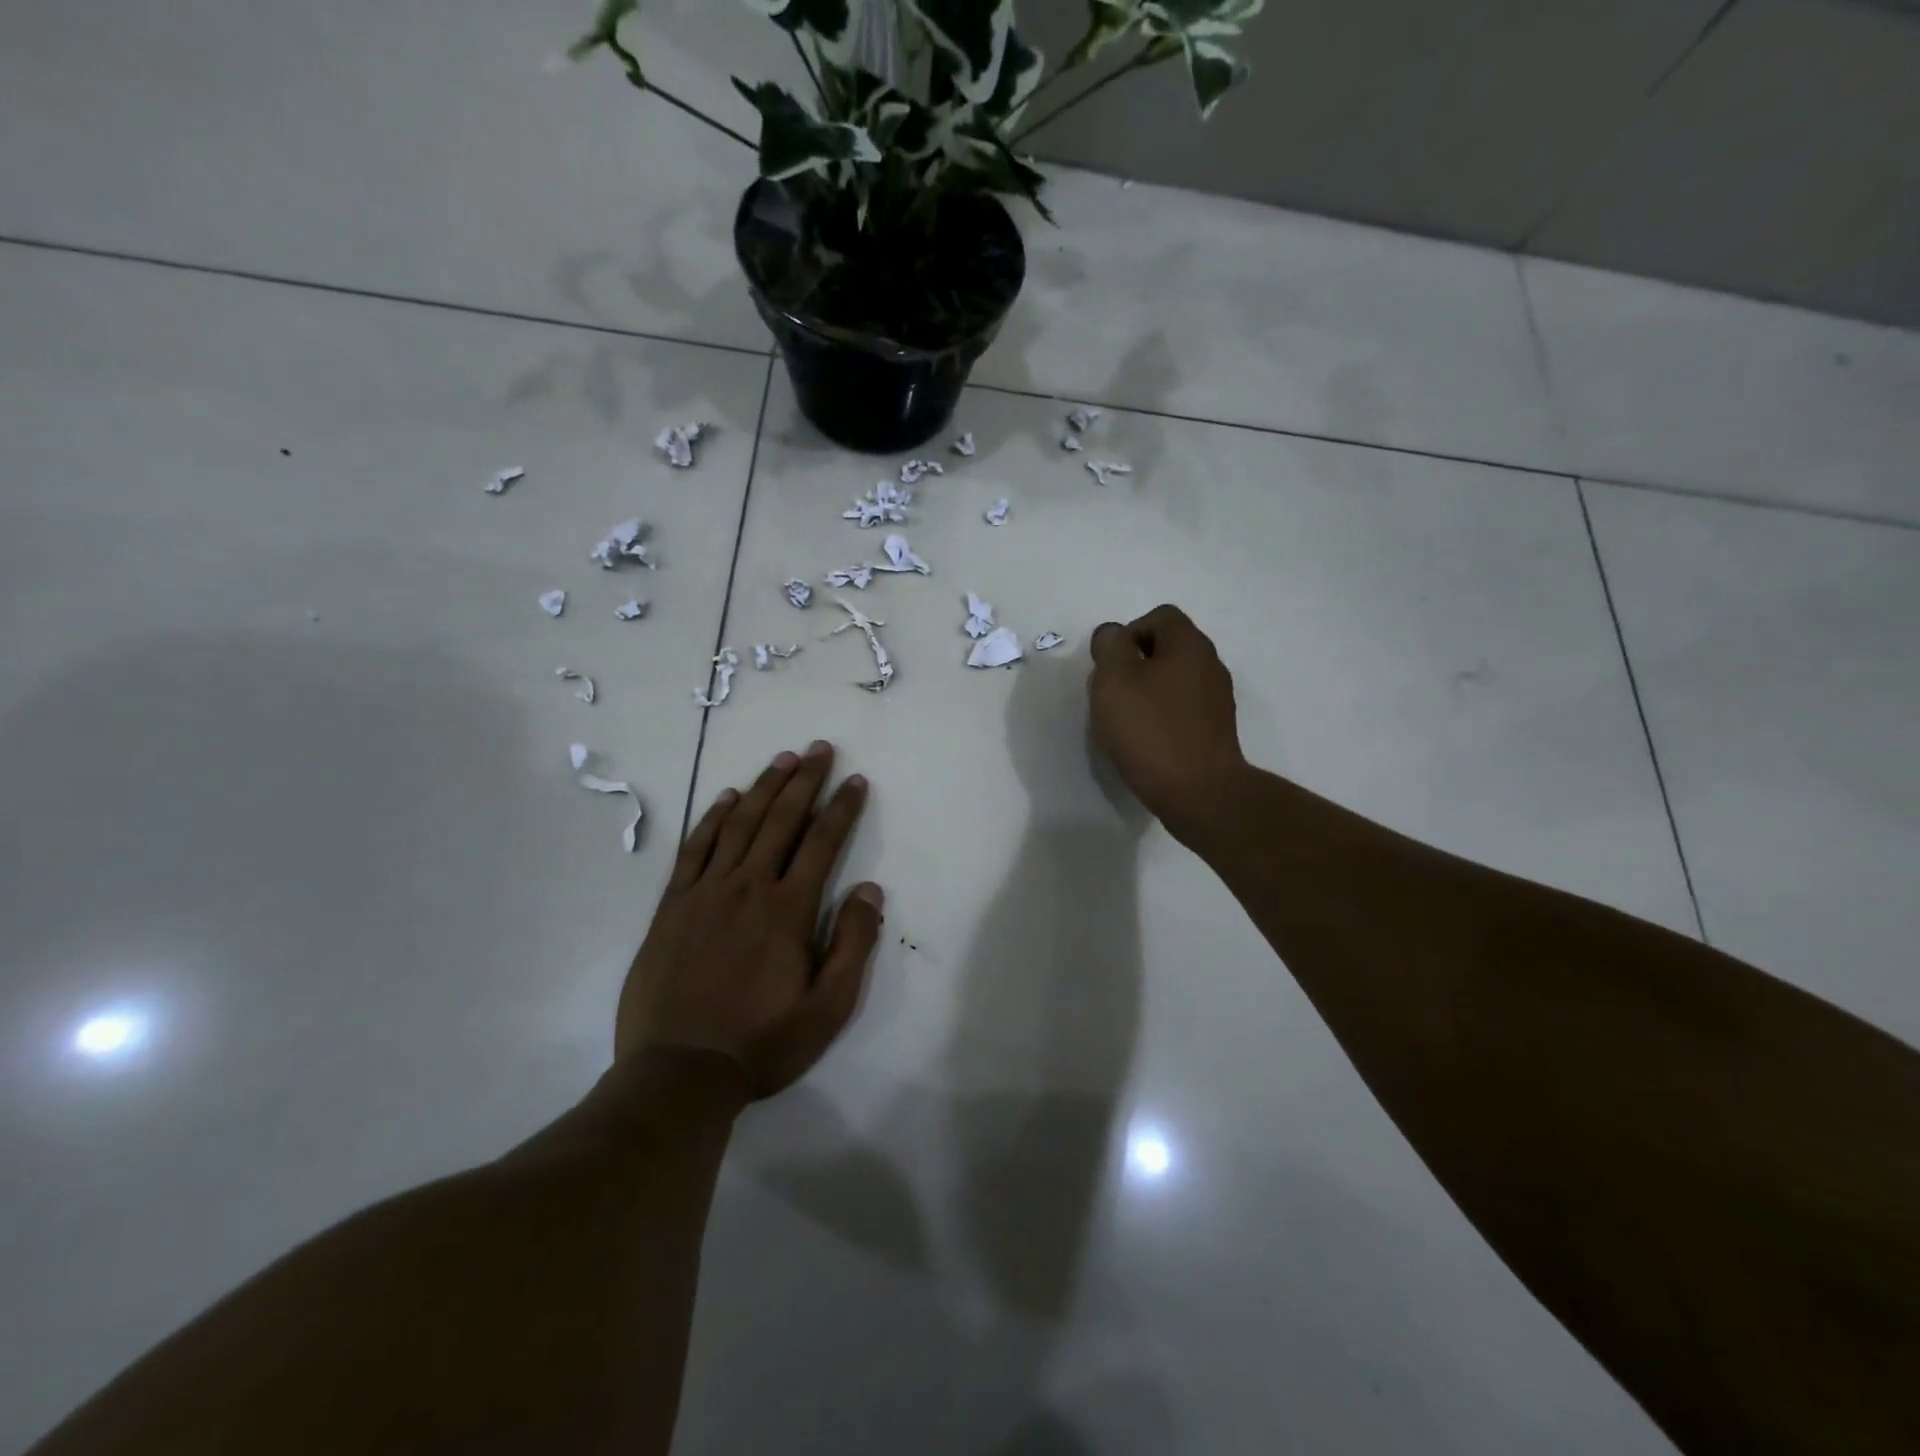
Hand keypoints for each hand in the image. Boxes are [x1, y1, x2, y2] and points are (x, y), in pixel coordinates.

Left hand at [616, 741, 882, 1100]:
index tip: (855, 780)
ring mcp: (705, 892)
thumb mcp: (827, 1008)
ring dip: (764, 788)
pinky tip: (727, 798)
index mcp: (788, 910)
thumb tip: (870, 889)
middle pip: (781, 820)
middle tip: (820, 748)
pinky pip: (695, 849)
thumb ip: (853, 945)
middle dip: (805, 780)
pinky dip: (713, 819)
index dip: (842, 808)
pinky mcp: (672, 906)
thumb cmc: (761, 1043)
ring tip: (782, 760)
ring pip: (739, 825)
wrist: (678, 1072)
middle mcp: (748, 887)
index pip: (822, 842)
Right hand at [1088, 605, 1248, 840]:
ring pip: (1174, 680)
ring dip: (1147, 693)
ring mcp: (1217, 699)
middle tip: (1113, 695)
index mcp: (1189, 644)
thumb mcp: (1114, 679)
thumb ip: (1110, 646)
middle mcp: (1210, 664)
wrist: (1199, 792)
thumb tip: (1114, 635)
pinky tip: (1147, 742)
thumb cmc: (1150, 730)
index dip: (1128, 634)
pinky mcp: (1216, 730)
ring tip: (1126, 722)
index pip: (1158, 616)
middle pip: (1167, 648)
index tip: (1111, 667)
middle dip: (1134, 665)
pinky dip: (1162, 717)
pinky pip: (1182, 709)